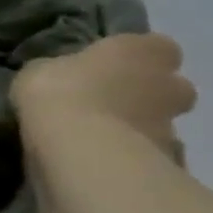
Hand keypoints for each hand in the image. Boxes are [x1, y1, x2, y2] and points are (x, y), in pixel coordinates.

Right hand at [13, 33, 196, 158]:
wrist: (80, 150)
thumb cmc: (60, 93)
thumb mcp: (40, 70)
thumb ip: (60, 70)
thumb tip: (59, 76)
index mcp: (144, 51)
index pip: (155, 47)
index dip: (132, 58)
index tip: (105, 69)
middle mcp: (170, 84)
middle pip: (170, 87)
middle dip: (146, 96)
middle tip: (105, 106)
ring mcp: (172, 126)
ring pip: (160, 124)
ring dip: (136, 129)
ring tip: (96, 141)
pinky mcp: (165, 163)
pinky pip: (149, 157)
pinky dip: (131, 159)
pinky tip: (101, 165)